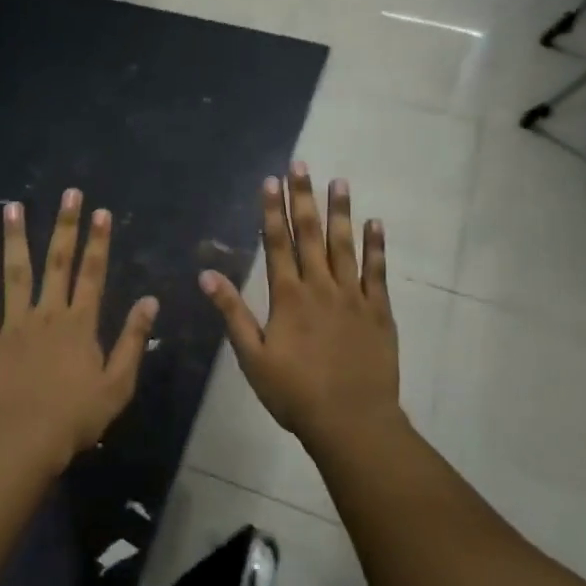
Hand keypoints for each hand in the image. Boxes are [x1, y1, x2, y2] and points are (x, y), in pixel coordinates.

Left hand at [0, 189, 158, 471]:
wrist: (24, 440)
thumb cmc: (76, 416)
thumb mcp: (118, 383)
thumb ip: (133, 340)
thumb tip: (149, 301)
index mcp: (80, 323)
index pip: (93, 273)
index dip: (99, 241)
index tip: (102, 212)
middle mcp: (47, 313)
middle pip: (57, 262)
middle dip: (65, 226)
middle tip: (68, 194)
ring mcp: (14, 324)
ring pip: (15, 273)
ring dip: (15, 238)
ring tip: (12, 207)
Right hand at [199, 164, 399, 448]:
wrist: (351, 421)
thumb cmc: (294, 393)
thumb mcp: (252, 357)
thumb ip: (232, 313)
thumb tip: (207, 275)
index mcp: (288, 297)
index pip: (277, 243)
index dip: (272, 210)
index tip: (270, 181)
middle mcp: (321, 287)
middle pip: (310, 234)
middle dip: (303, 197)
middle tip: (301, 164)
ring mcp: (353, 297)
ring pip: (345, 245)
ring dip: (340, 212)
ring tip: (339, 181)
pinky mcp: (379, 311)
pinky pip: (378, 271)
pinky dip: (376, 246)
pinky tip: (375, 223)